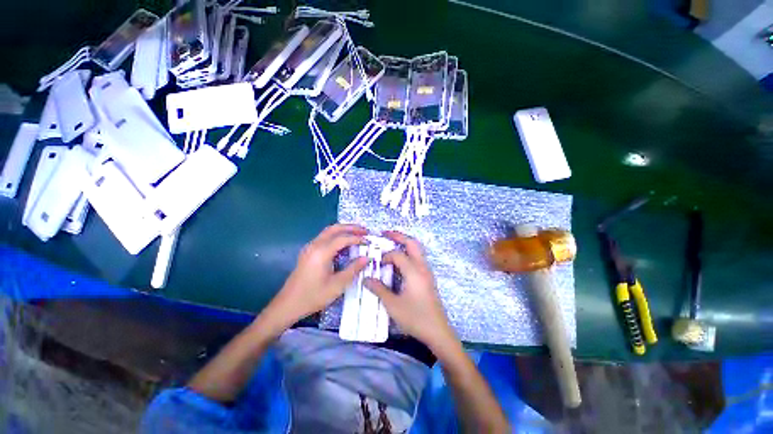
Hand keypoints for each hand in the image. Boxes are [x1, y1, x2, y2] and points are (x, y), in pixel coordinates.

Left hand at [264, 224, 368, 330]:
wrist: (287, 305)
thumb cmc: (313, 296)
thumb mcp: (337, 285)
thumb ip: (353, 269)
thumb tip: (367, 258)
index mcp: (321, 252)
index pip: (343, 238)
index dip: (357, 239)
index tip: (369, 242)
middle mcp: (314, 245)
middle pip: (334, 229)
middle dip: (351, 228)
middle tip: (365, 231)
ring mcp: (309, 248)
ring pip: (328, 231)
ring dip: (343, 230)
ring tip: (357, 234)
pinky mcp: (308, 252)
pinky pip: (324, 237)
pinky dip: (336, 236)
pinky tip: (343, 243)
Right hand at [364, 231, 456, 348]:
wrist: (438, 331)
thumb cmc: (415, 318)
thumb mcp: (393, 305)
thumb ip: (379, 289)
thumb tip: (366, 278)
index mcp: (414, 271)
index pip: (397, 255)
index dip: (385, 256)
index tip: (377, 264)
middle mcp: (422, 267)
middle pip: (412, 243)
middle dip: (399, 236)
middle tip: (385, 233)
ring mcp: (427, 272)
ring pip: (417, 250)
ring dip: (405, 243)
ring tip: (392, 242)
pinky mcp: (428, 278)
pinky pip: (418, 258)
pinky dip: (409, 253)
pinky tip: (401, 261)